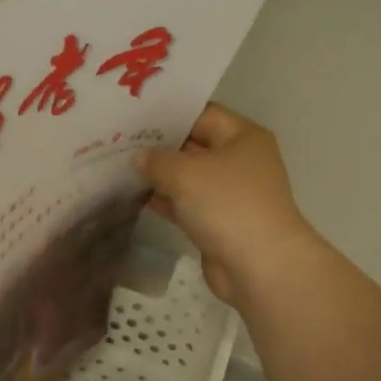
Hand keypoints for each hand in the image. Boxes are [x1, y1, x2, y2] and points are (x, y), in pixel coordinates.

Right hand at [138, 103, 321, 307]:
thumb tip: (140, 158)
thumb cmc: (227, 205)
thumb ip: (157, 160)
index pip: (201, 114)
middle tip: (120, 140)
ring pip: (189, 177)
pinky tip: (137, 197)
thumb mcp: (185, 173)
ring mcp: (230, 193)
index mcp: (242, 137)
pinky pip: (187, 204)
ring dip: (160, 175)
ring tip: (120, 166)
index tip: (134, 117)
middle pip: (194, 145)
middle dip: (160, 145)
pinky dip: (167, 201)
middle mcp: (239, 160)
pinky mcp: (219, 222)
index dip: (169, 115)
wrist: (260, 266)